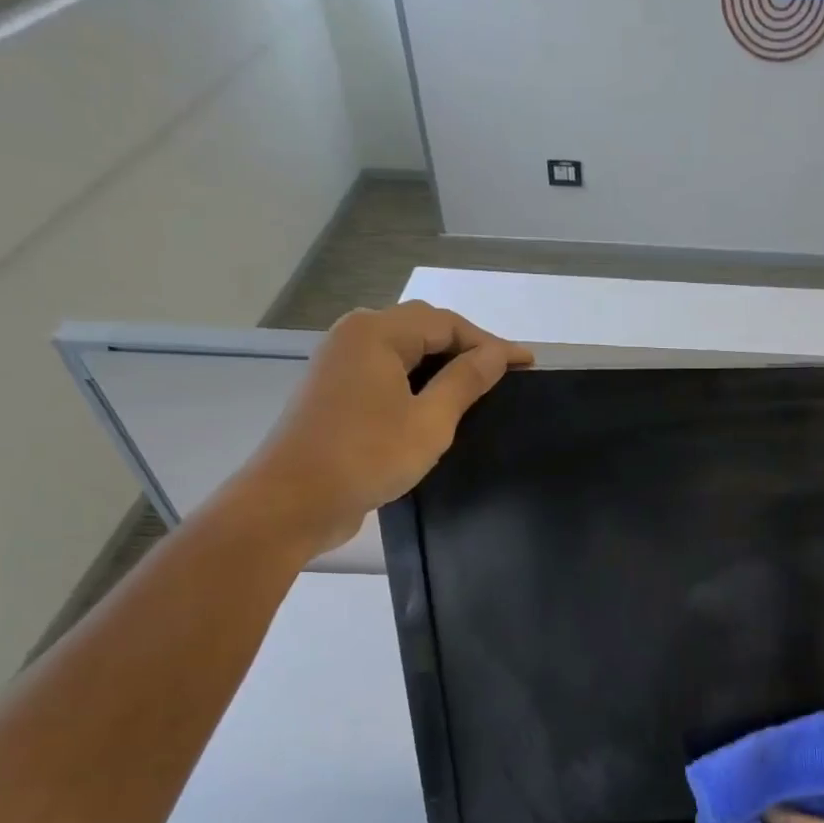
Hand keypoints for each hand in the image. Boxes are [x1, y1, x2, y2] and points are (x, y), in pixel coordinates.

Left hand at [228, 302, 532, 557]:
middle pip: (422, 327)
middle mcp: (355, 336)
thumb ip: (465, 382)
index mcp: (377, 333)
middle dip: (467, 347)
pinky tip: (437, 404)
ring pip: (403, 349)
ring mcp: (340, 363)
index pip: (446, 323)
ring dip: (442, 363)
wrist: (295, 500)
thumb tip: (497, 355)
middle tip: (505, 374)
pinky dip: (418, 379)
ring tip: (479, 387)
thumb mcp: (430, 421)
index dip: (491, 342)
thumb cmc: (368, 456)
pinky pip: (387, 370)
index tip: (528, 365)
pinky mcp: (336, 391)